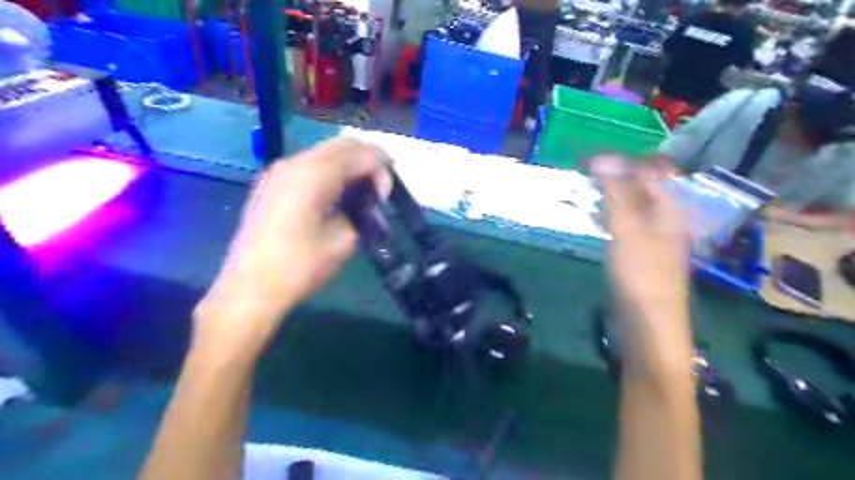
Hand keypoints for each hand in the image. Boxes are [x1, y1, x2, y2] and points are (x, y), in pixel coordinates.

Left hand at [194, 139, 389, 359]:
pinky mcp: (269, 184)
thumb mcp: (342, 242)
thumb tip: (368, 207)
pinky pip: (307, 165)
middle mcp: (294, 163)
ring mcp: (278, 171)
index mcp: (314, 175)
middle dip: (367, 160)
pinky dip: (329, 171)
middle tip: (379, 188)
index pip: (360, 153)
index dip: (382, 168)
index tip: (388, 194)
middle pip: (342, 144)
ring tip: (360, 192)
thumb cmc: (299, 267)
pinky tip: (334, 196)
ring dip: (348, 165)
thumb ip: (361, 214)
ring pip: (324, 152)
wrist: (249, 288)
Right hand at [596, 155, 692, 373]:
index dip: (624, 161)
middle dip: (615, 177)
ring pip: (632, 206)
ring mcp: (653, 239)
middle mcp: (666, 220)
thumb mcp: (627, 230)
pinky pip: (625, 226)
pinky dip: (610, 217)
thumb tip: (600, 159)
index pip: (653, 170)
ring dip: (611, 196)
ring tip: (586, 192)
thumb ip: (616, 194)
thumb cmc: (641, 275)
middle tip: (585, 174)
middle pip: (643, 187)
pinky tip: (595, 220)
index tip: (591, 159)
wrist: (648, 327)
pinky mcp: (639, 255)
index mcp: (670, 209)